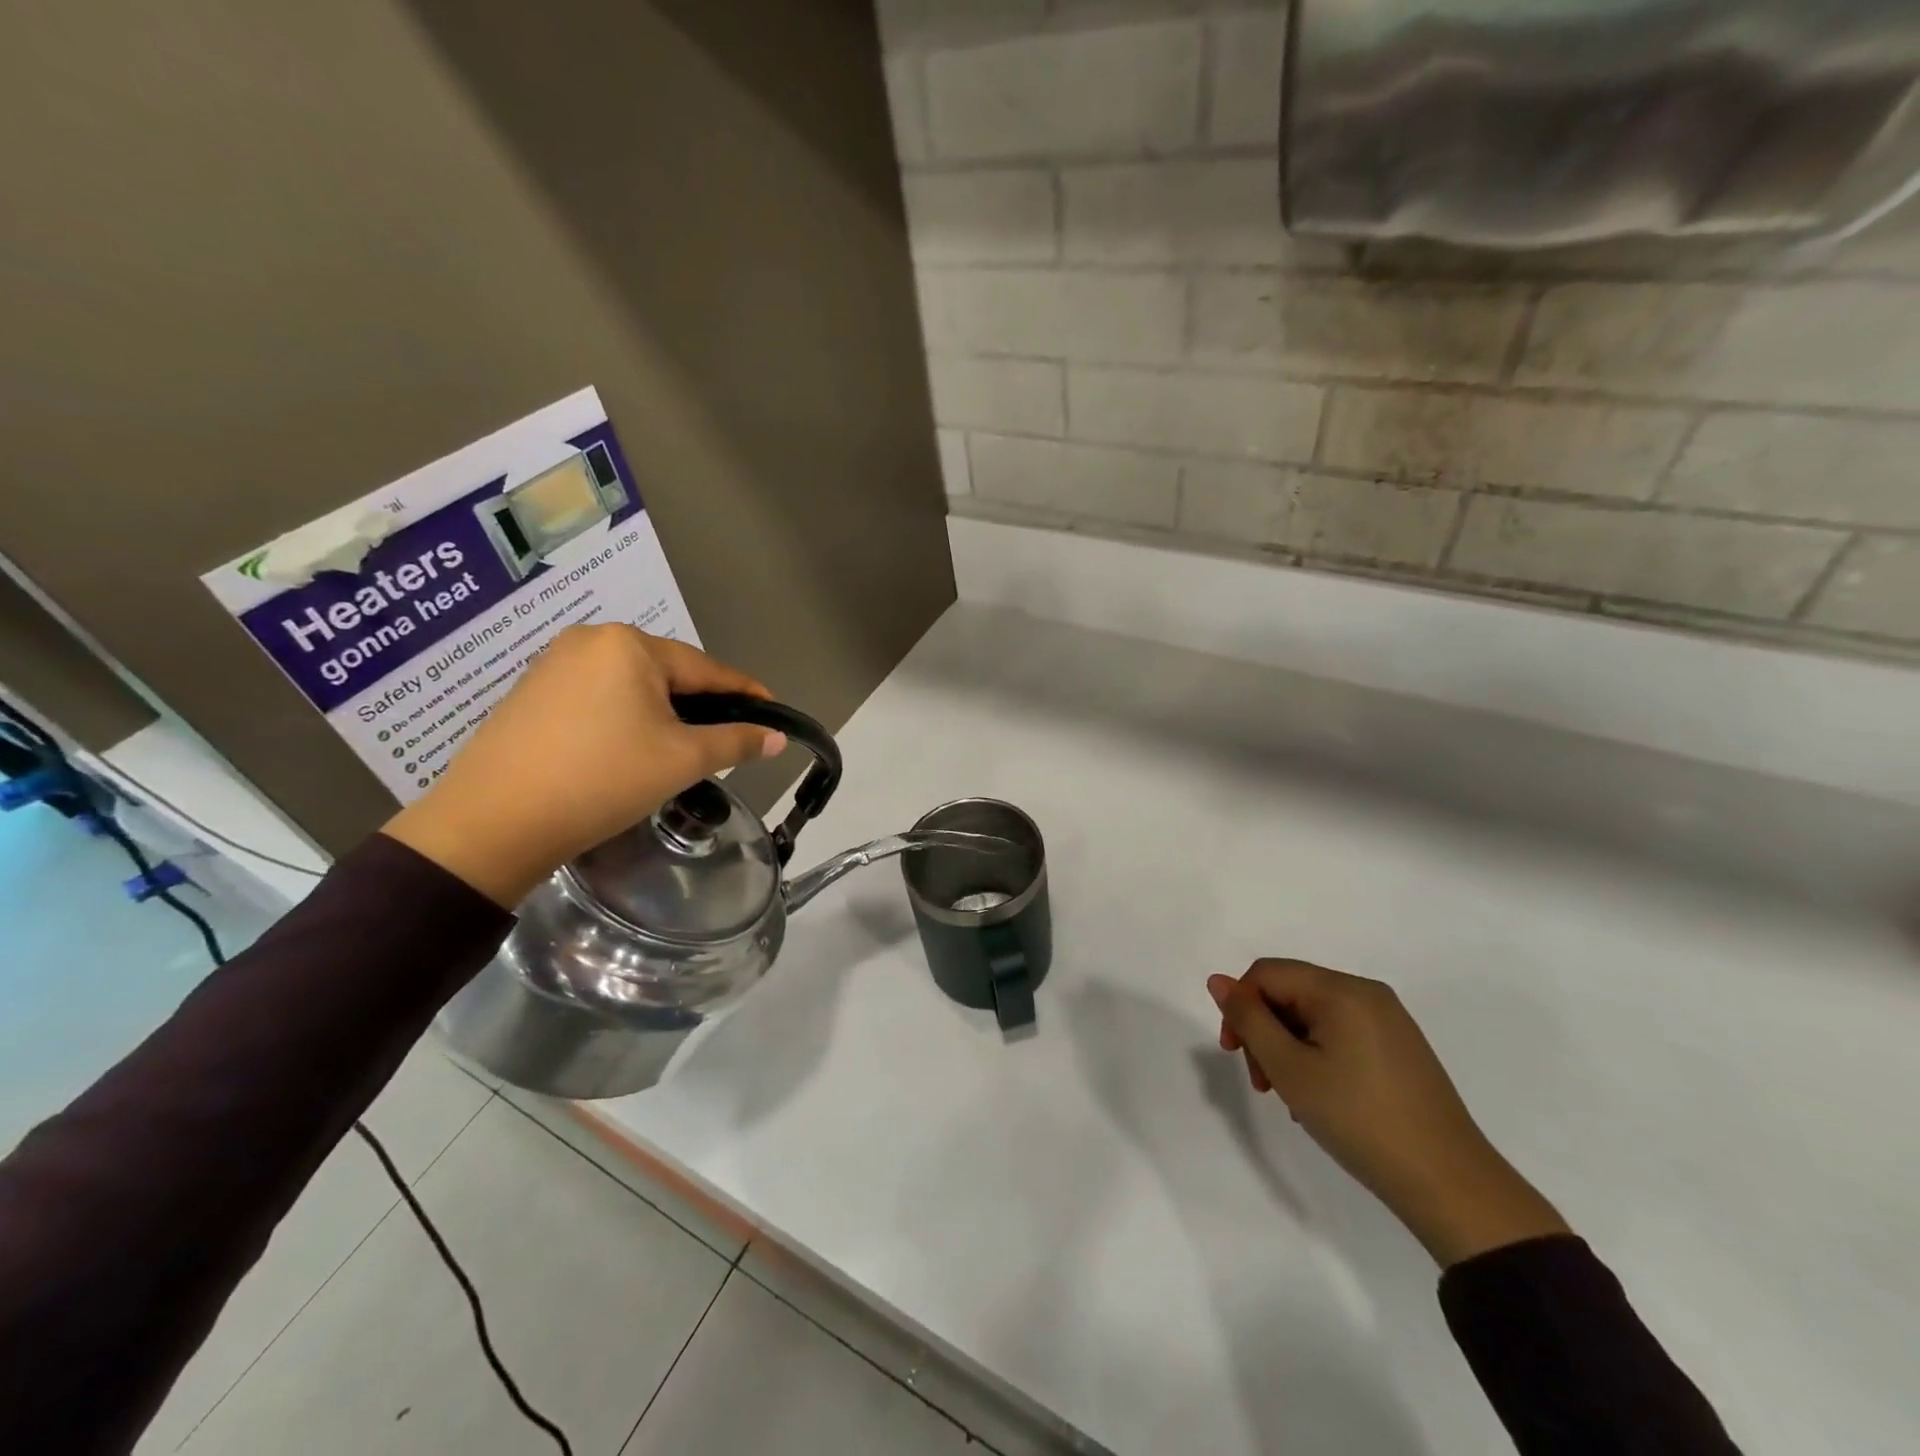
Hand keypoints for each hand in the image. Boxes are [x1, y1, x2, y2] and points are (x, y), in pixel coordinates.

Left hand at [384, 626, 785, 906]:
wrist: (493, 823)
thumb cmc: (603, 779)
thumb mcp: (682, 760)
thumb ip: (736, 742)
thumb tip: (777, 737)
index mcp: (630, 645)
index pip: (706, 669)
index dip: (745, 693)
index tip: (773, 713)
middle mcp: (591, 640)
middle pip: (668, 674)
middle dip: (701, 705)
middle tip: (727, 740)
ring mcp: (554, 664)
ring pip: (632, 686)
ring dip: (663, 713)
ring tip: (681, 749)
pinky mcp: (531, 693)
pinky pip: (599, 697)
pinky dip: (626, 718)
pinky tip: (630, 748)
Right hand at [1207, 959, 1568, 1266]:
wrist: (1451, 1185)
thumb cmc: (1360, 1120)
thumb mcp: (1290, 1068)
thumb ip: (1249, 1019)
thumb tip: (1219, 981)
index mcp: (1342, 990)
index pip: (1267, 973)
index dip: (1240, 1006)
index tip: (1234, 1054)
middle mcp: (1367, 993)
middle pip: (1290, 992)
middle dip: (1265, 1030)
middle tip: (1262, 1084)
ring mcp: (1389, 1020)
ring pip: (1314, 1016)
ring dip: (1288, 1047)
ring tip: (1291, 1097)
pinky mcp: (1400, 1047)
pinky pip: (1341, 1033)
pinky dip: (1317, 1056)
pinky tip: (1320, 1097)